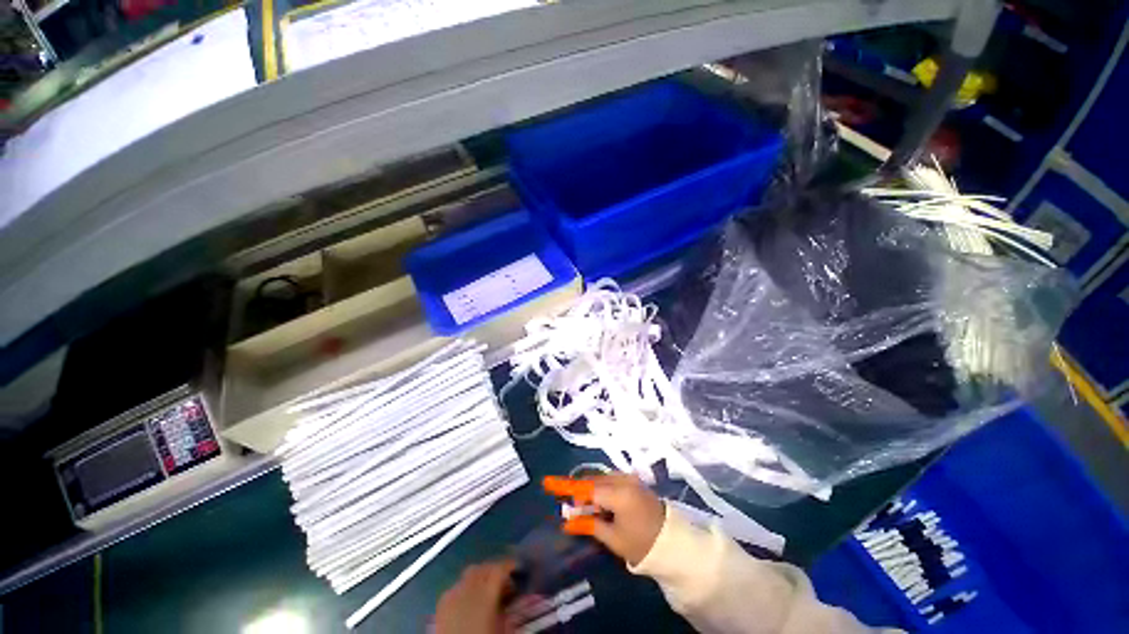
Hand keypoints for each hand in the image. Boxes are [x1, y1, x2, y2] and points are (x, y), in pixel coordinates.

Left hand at [434, 559, 515, 633]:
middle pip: (484, 567)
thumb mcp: (501, 626)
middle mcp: (470, 587)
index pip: (500, 568)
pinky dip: (464, 586)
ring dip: (480, 575)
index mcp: (487, 593)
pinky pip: (456, 585)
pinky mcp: (443, 601)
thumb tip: (512, 594)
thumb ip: (507, 606)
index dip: (509, 565)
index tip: (515, 568)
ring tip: (485, 587)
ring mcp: (454, 592)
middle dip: (494, 569)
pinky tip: (468, 598)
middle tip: (502, 580)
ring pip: (470, 572)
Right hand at [565, 474, 665, 565]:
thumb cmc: (641, 543)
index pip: (586, 488)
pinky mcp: (633, 480)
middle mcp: (623, 480)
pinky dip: (601, 488)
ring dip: (591, 490)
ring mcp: (630, 478)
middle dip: (580, 492)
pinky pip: (611, 479)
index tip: (548, 482)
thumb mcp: (613, 537)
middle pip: (593, 481)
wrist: (672, 541)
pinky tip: (600, 503)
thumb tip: (567, 520)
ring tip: (587, 509)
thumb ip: (589, 524)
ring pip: (601, 479)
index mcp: (619, 494)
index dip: (567, 486)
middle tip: (573, 510)